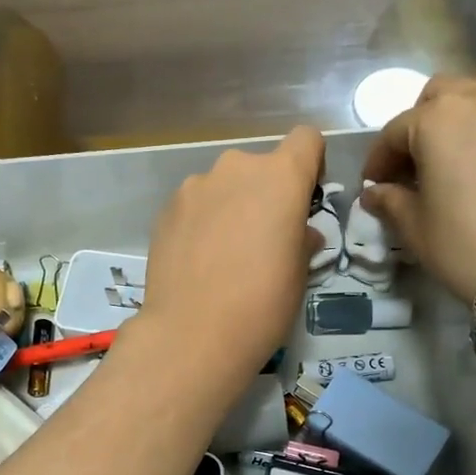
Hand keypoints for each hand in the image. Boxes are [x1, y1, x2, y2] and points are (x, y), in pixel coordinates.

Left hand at [139, 127, 323, 401]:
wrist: (192, 335)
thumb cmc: (262, 305)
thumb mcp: (299, 275)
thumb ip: (302, 239)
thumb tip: (298, 233)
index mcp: (281, 177)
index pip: (306, 139)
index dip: (310, 165)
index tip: (304, 201)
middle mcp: (236, 168)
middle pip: (260, 166)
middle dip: (265, 194)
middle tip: (262, 240)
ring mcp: (195, 186)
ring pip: (223, 186)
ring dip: (230, 207)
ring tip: (224, 255)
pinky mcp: (165, 210)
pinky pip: (195, 206)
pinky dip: (201, 223)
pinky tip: (197, 262)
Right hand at [363, 57, 475, 303]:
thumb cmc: (464, 246)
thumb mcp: (415, 228)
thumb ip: (391, 201)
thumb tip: (374, 193)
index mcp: (434, 121)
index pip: (394, 132)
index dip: (380, 159)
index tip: (377, 184)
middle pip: (440, 93)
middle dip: (423, 122)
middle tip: (421, 160)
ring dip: (473, 96)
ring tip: (471, 130)